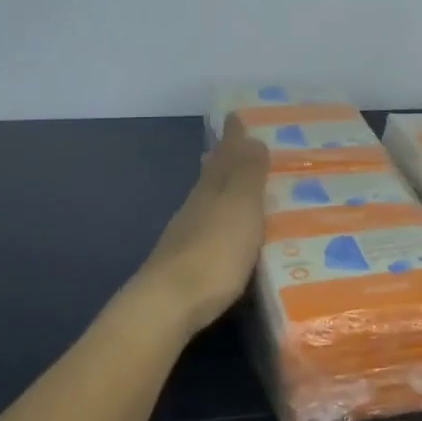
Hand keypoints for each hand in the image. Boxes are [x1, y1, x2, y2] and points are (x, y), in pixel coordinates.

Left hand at [132, 120, 268, 337]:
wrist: (169, 304)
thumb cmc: (215, 251)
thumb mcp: (241, 207)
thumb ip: (248, 175)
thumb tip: (252, 138)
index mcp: (212, 188)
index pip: (225, 154)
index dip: (233, 136)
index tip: (235, 116)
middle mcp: (196, 206)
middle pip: (211, 175)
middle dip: (223, 159)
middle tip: (233, 145)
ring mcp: (186, 235)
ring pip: (206, 200)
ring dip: (219, 189)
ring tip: (232, 184)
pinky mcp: (185, 264)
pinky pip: (207, 228)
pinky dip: (217, 219)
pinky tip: (223, 231)